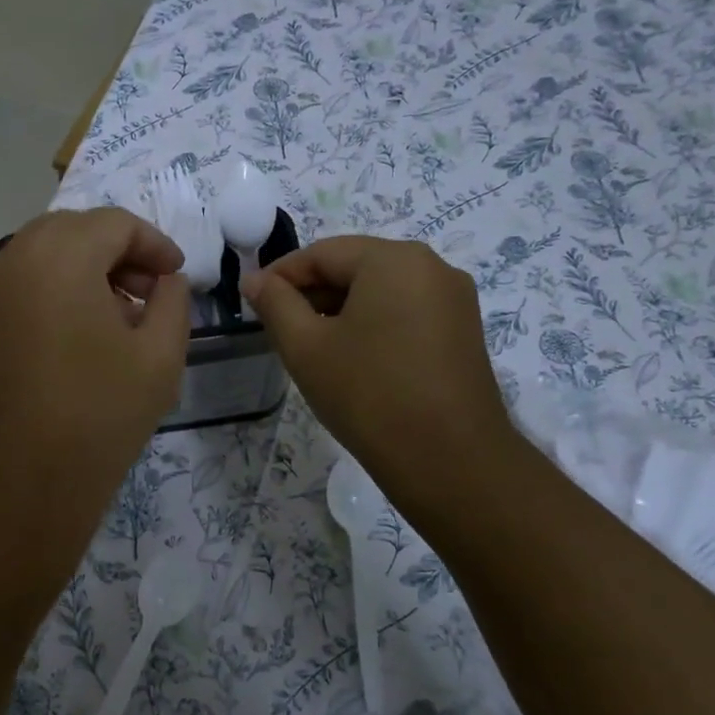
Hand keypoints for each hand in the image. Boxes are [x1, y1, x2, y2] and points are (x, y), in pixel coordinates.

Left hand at [0, 207, 190, 592]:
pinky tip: (79, 334)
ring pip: (44, 255)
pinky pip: (21, 284)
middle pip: (75, 231)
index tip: (177, 276)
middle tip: (150, 292)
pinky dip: (55, 289)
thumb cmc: (97, 418)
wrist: (15, 488)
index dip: (155, 243)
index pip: (115, 224)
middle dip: (119, 252)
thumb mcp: (160, 357)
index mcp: (59, 255)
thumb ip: (172, 302)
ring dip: (86, 270)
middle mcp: (11, 257)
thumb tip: (165, 280)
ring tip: (119, 315)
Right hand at [242, 236, 518, 488]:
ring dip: (339, 310)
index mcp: (394, 259)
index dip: (281, 275)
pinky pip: (405, 312)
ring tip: (310, 347)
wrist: (450, 461)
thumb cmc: (369, 395)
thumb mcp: (306, 347)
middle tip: (277, 328)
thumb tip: (255, 280)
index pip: (322, 252)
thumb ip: (275, 304)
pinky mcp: (463, 332)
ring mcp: (454, 300)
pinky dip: (371, 325)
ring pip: (380, 291)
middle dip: (311, 293)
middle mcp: (432, 267)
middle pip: (355, 267)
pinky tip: (351, 358)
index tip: (251, 302)